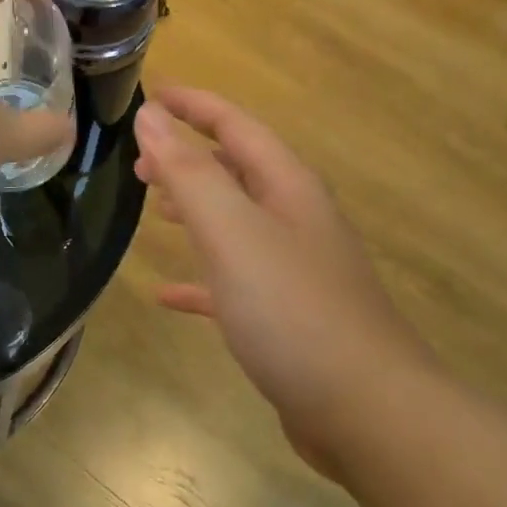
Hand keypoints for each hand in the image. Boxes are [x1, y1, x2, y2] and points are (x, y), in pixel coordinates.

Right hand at [133, 87, 436, 472]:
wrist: (366, 411)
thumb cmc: (294, 310)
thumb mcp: (233, 232)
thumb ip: (190, 173)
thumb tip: (150, 116)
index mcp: (287, 188)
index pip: (236, 126)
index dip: (193, 106)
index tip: (150, 95)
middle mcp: (295, 220)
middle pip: (237, 171)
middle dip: (189, 158)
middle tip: (140, 162)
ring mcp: (294, 271)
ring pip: (235, 224)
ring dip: (195, 210)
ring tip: (153, 210)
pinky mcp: (286, 318)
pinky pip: (233, 283)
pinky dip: (200, 279)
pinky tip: (167, 295)